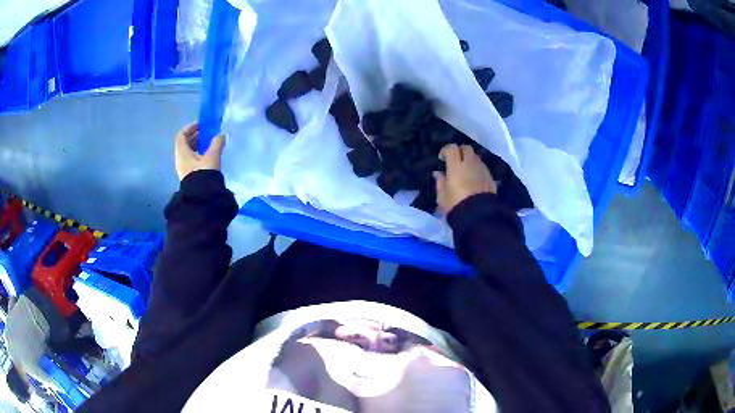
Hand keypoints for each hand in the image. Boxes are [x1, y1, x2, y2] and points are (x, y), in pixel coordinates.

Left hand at [175, 123, 224, 180]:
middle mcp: (180, 159)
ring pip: (189, 153)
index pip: (181, 135)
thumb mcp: (212, 155)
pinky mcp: (189, 176)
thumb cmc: (203, 172)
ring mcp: (184, 168)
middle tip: (207, 134)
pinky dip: (199, 155)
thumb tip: (221, 135)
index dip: (190, 127)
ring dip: (198, 146)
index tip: (201, 125)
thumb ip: (216, 143)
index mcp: (182, 152)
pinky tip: (208, 156)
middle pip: (185, 143)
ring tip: (210, 145)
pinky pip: (192, 161)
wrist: (202, 196)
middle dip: (195, 136)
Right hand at [434, 144, 495, 213]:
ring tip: (465, 172)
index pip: (452, 148)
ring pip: (476, 157)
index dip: (446, 150)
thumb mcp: (442, 196)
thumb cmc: (456, 205)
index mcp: (456, 166)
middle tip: (455, 162)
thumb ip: (440, 182)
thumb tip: (438, 173)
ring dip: (470, 160)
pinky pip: (483, 168)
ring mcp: (482, 169)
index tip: (442, 159)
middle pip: (466, 148)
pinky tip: (474, 180)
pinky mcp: (491, 178)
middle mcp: (471, 163)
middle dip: (460, 152)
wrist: (478, 216)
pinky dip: (477, 170)